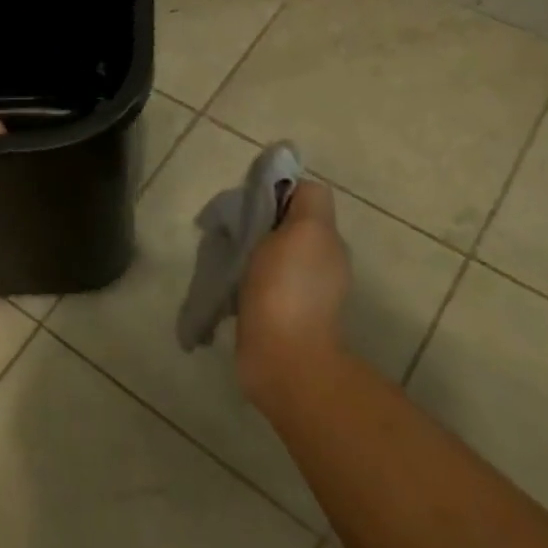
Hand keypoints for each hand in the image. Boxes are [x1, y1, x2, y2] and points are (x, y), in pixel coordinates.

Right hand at [235, 181, 351, 409]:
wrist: (283, 359)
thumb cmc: (288, 288)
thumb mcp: (306, 230)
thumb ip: (306, 202)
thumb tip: (293, 188)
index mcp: (326, 240)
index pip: (304, 197)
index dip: (278, 191)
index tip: (250, 201)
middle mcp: (319, 263)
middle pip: (285, 225)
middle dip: (257, 222)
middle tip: (229, 229)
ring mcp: (299, 293)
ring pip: (269, 253)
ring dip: (248, 251)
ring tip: (221, 256)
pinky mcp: (277, 316)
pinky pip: (258, 281)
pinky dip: (243, 278)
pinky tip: (226, 283)